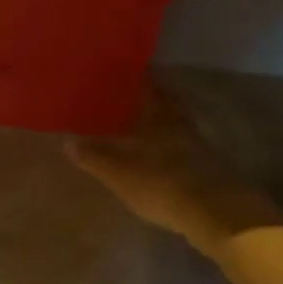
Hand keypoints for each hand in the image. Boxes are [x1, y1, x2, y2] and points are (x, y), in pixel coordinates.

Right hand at [66, 88, 282, 252]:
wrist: (216, 214)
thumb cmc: (161, 184)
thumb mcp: (119, 173)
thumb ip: (94, 157)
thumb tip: (66, 140)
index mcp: (160, 120)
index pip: (152, 90)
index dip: (144, 79)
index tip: (137, 69)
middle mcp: (182, 128)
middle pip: (171, 107)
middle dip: (159, 100)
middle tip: (144, 95)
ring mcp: (201, 150)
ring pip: (181, 129)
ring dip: (168, 126)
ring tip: (151, 128)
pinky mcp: (211, 173)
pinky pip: (189, 152)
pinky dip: (177, 151)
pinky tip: (167, 160)